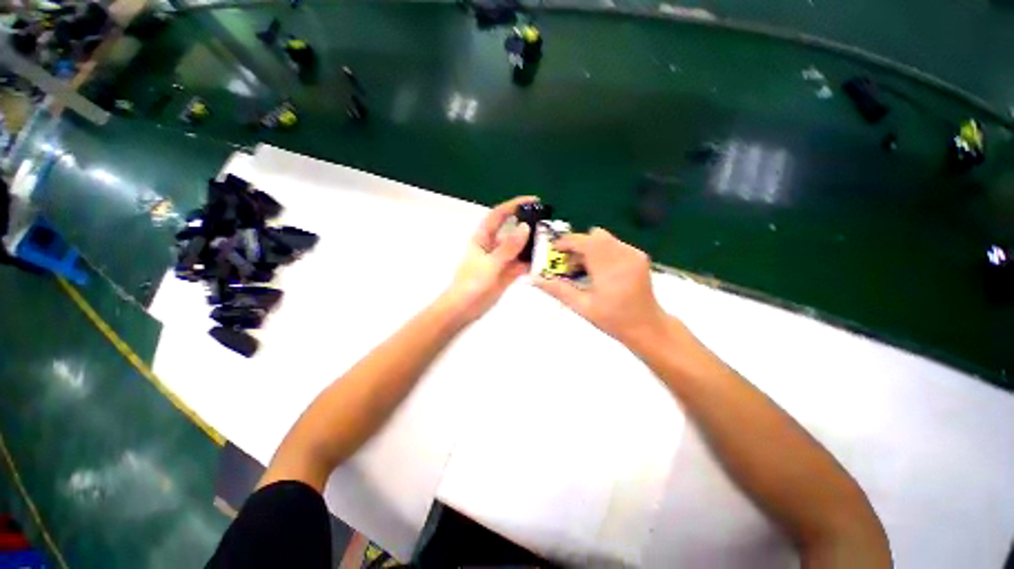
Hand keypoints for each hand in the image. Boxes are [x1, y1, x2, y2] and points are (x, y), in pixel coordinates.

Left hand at [440, 196, 535, 323]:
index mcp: (483, 238)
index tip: (534, 200)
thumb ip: (508, 247)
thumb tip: (525, 227)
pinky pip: (521, 264)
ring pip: (519, 248)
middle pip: (512, 230)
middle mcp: (493, 246)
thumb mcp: (490, 263)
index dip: (514, 204)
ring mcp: (501, 260)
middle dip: (528, 225)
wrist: (464, 309)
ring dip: (532, 245)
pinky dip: (531, 263)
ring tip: (550, 243)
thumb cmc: (472, 283)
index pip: (499, 215)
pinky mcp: (506, 273)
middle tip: (547, 224)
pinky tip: (543, 262)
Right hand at [534, 228, 666, 347]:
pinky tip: (599, 271)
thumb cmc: (614, 320)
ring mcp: (634, 254)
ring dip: (589, 249)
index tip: (554, 251)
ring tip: (584, 270)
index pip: (585, 242)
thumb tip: (535, 280)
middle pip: (594, 235)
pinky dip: (601, 252)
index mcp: (610, 269)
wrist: (648, 327)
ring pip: (604, 238)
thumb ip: (558, 290)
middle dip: (578, 246)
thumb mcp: (582, 307)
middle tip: (570, 265)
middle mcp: (624, 255)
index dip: (566, 242)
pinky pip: (614, 244)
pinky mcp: (639, 256)